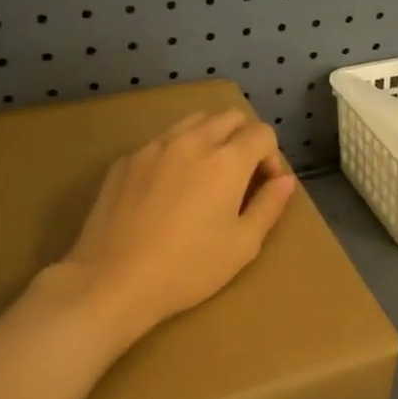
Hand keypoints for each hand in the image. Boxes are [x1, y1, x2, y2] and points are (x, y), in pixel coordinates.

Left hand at [61, 110, 298, 338]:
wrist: (112, 282)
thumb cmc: (188, 268)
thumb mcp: (243, 245)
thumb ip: (269, 206)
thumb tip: (285, 180)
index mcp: (227, 161)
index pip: (262, 133)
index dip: (271, 156)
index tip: (263, 186)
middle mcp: (192, 142)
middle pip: (229, 117)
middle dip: (243, 139)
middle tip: (238, 178)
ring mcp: (153, 147)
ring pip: (192, 121)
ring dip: (209, 138)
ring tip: (204, 177)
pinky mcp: (124, 161)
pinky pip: (160, 142)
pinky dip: (175, 153)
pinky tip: (165, 191)